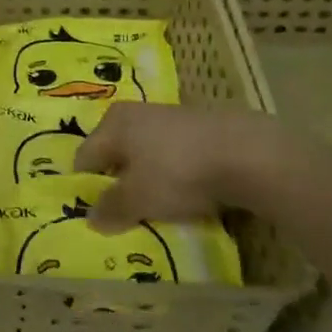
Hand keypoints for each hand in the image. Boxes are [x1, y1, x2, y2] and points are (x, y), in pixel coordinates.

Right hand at [73, 102, 331, 232]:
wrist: (246, 153)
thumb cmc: (178, 172)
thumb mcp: (139, 199)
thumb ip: (111, 208)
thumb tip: (90, 218)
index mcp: (112, 124)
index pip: (85, 157)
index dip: (85, 186)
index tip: (95, 213)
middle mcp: (135, 113)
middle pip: (115, 152)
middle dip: (117, 181)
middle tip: (125, 212)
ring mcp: (168, 116)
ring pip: (145, 152)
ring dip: (147, 177)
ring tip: (158, 206)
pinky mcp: (199, 126)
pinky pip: (173, 154)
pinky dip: (174, 172)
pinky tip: (188, 192)